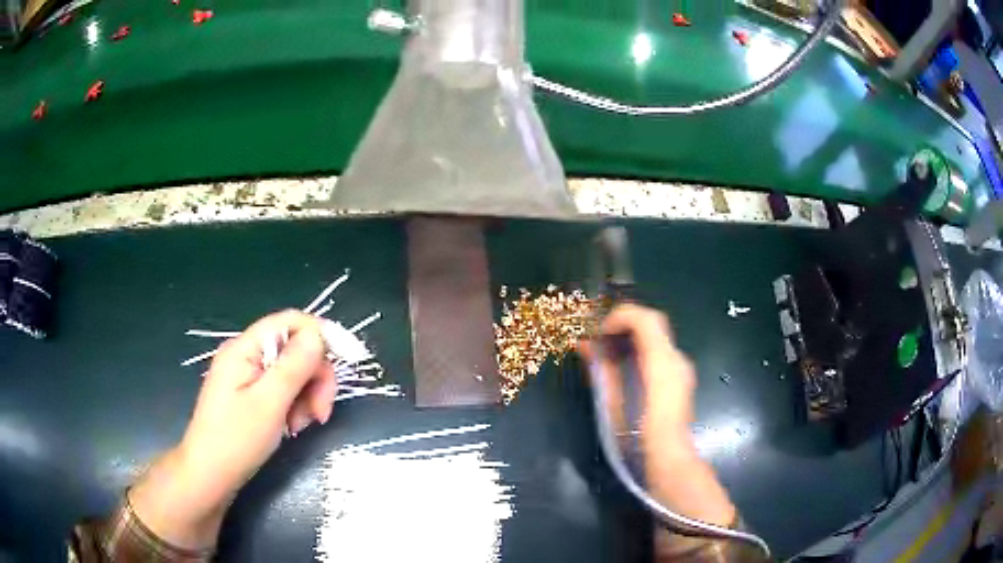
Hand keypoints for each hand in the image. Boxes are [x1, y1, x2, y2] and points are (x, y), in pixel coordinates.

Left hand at [130, 310, 336, 549]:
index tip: (349, 360)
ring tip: (301, 425)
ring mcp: (248, 376)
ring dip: (306, 396)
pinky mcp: (251, 395)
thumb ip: (294, 366)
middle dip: (315, 377)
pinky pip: (283, 390)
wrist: (210, 476)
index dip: (321, 335)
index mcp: (244, 349)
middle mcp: (246, 355)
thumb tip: (318, 334)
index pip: (290, 322)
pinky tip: (292, 426)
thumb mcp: (269, 404)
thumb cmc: (236, 440)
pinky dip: (295, 406)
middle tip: (321, 412)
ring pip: (292, 372)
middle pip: (294, 349)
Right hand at [578, 305, 734, 531]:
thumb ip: (603, 374)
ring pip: (654, 340)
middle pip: (651, 326)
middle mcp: (677, 362)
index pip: (646, 319)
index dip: (618, 316)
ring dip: (627, 339)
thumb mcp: (614, 410)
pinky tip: (618, 370)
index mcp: (664, 365)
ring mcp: (681, 372)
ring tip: (600, 355)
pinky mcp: (679, 384)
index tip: (595, 333)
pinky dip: (636, 353)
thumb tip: (585, 345)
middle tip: (593, 341)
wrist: (673, 475)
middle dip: (620, 326)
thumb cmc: (640, 447)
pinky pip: (656, 356)